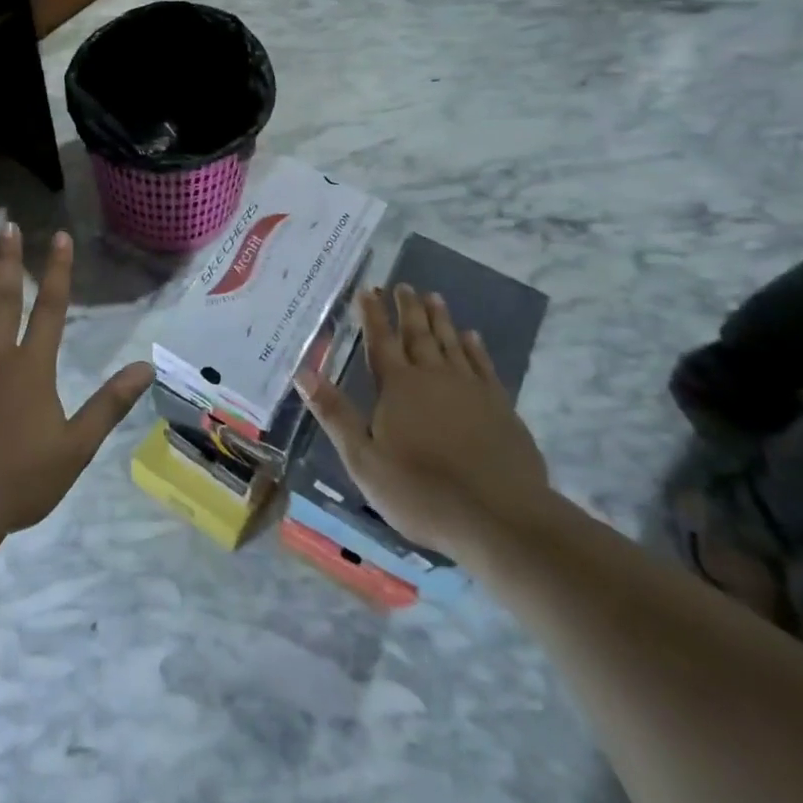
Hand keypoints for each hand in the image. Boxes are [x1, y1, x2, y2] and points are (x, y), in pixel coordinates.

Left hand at [0, 225, 151, 536]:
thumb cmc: (19, 479)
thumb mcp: (76, 447)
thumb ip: (109, 404)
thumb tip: (145, 368)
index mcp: (32, 368)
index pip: (50, 309)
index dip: (57, 271)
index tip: (59, 236)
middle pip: (2, 300)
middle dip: (7, 261)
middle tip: (6, 226)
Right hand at [296, 284, 552, 563]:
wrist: (500, 516)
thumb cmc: (422, 491)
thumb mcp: (364, 460)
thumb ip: (335, 414)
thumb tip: (303, 373)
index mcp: (398, 387)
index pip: (380, 341)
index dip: (372, 314)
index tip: (367, 290)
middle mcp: (433, 377)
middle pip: (418, 334)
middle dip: (407, 308)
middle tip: (403, 285)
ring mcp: (470, 388)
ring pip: (451, 342)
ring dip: (440, 319)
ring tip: (434, 297)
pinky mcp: (500, 405)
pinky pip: (483, 364)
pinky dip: (474, 347)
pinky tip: (472, 337)